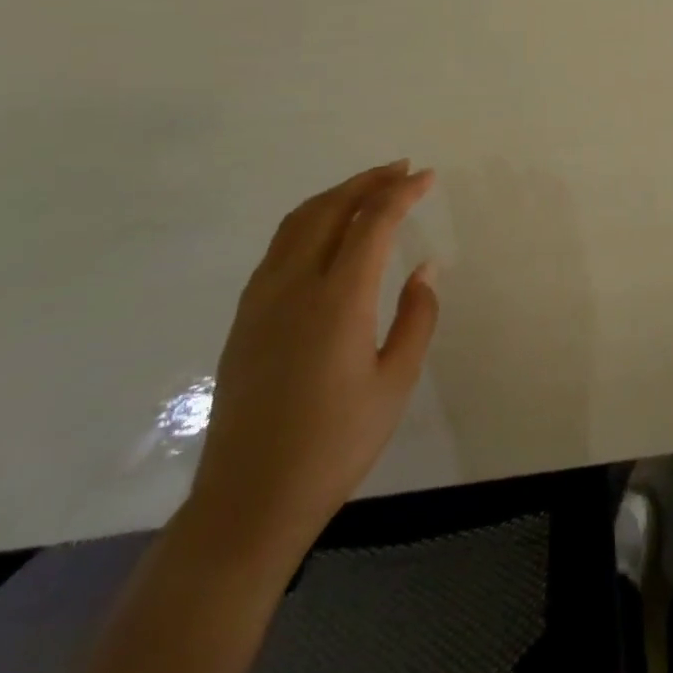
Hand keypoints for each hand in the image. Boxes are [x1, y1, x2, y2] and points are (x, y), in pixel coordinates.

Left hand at [187, 161, 440, 559]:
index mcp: (338, 300)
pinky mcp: (245, 319)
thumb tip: (425, 268)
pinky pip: (279, 248)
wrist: (248, 502)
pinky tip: (328, 234)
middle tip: (402, 170)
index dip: (402, 192)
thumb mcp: (395, 382)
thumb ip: (417, 317)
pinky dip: (310, 221)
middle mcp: (294, 287)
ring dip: (336, 196)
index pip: (372, 222)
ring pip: (297, 223)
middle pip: (330, 209)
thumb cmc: (334, 444)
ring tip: (369, 189)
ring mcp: (261, 301)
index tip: (428, 177)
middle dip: (368, 182)